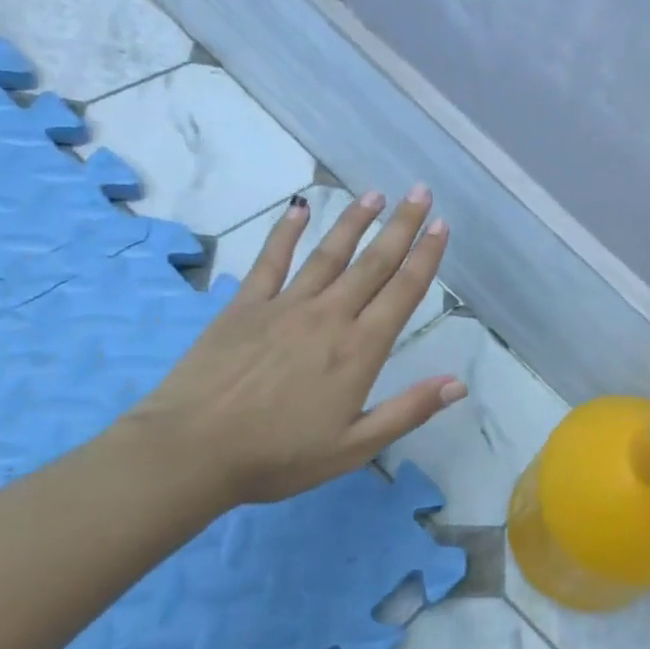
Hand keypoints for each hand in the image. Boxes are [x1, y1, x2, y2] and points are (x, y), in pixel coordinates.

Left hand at [127, 186, 464, 506]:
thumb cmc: (280, 455)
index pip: (403, 292)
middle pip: (373, 263)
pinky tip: (298, 208)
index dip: (426, 257)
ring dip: (354, 221)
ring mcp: (284, 306)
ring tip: (374, 194)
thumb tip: (458, 384)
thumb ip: (408, 411)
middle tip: (420, 193)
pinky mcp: (244, 307)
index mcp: (360, 349)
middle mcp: (329, 316)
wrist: (191, 451)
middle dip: (401, 226)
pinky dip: (285, 232)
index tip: (441, 226)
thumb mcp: (355, 446)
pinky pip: (270, 261)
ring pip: (328, 254)